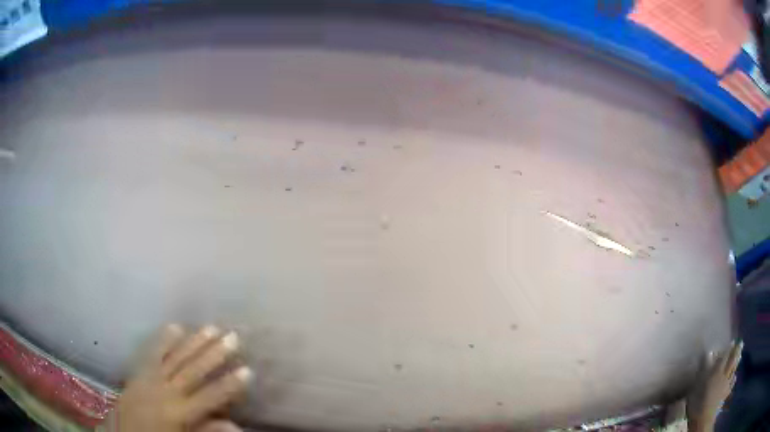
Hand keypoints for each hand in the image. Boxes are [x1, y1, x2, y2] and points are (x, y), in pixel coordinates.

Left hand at [104, 325, 252, 431]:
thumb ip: (206, 431)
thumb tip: (235, 425)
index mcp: (179, 412)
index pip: (209, 396)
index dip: (229, 384)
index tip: (247, 370)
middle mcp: (166, 391)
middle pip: (193, 370)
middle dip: (214, 354)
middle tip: (233, 338)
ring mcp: (151, 377)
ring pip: (176, 357)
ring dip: (194, 342)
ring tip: (211, 328)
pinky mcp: (140, 371)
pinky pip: (153, 352)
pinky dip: (165, 339)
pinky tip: (176, 327)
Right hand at [687, 340, 742, 431]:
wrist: (703, 419)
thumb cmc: (697, 402)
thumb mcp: (697, 385)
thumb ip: (704, 369)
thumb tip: (709, 352)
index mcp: (717, 371)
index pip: (724, 356)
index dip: (729, 348)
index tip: (732, 341)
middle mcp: (724, 374)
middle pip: (732, 361)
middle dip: (736, 351)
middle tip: (740, 343)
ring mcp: (726, 385)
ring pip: (733, 371)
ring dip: (737, 363)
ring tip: (740, 356)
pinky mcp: (725, 394)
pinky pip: (731, 385)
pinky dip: (734, 380)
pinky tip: (735, 377)